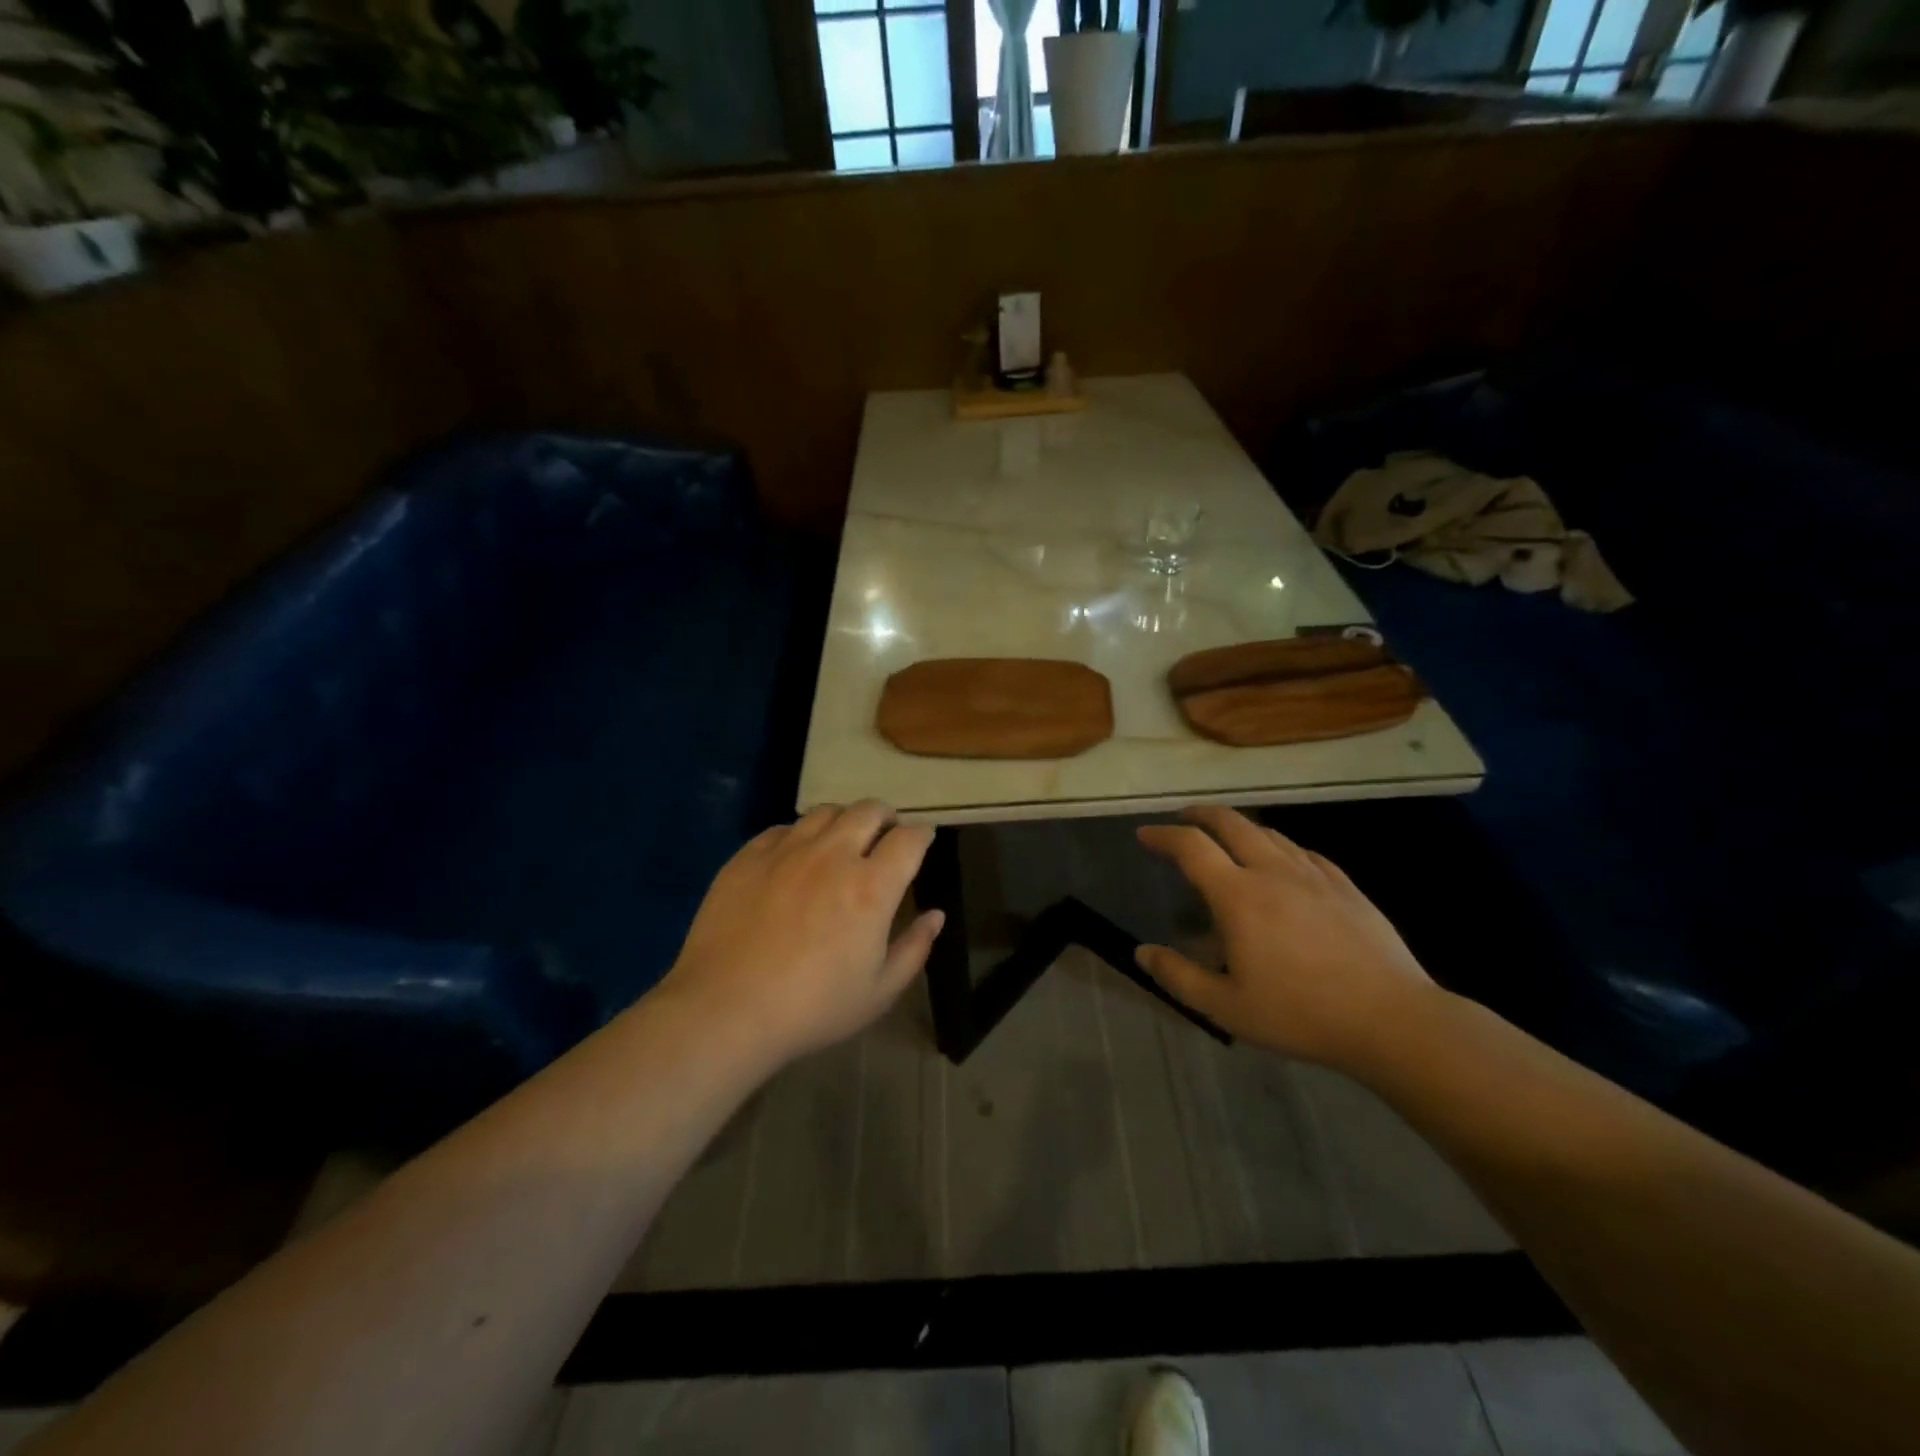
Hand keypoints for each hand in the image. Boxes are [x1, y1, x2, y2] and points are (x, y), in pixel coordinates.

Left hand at [660, 801, 943, 1066]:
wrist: (725, 1010)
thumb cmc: (812, 1008)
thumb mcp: (879, 992)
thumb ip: (914, 948)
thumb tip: (936, 915)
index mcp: (872, 887)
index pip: (909, 839)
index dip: (923, 834)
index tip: (923, 840)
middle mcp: (833, 855)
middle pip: (869, 810)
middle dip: (886, 817)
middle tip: (885, 835)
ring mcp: (787, 851)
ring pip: (826, 812)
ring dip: (845, 820)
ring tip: (842, 840)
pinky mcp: (749, 856)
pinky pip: (784, 828)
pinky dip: (801, 835)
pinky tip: (796, 857)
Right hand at [1134, 806, 1440, 1071]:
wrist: (1391, 1019)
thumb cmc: (1300, 1014)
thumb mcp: (1226, 1007)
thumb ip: (1179, 976)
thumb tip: (1142, 952)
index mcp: (1238, 896)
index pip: (1191, 847)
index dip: (1163, 835)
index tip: (1145, 834)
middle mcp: (1273, 872)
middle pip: (1231, 823)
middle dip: (1201, 814)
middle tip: (1183, 819)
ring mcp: (1314, 875)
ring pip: (1269, 833)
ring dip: (1240, 827)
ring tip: (1228, 838)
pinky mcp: (1345, 886)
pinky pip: (1304, 852)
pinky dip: (1279, 847)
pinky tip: (1283, 863)